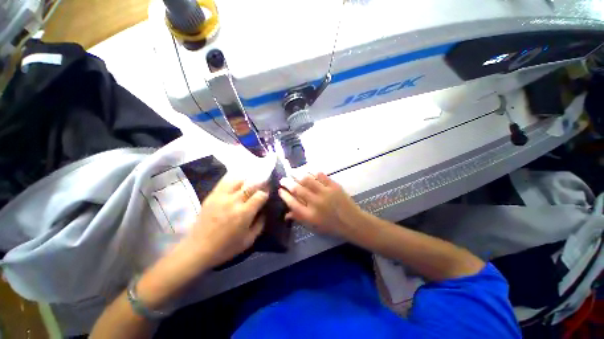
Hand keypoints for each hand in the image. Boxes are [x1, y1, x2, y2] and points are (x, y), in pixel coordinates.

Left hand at [185, 177, 268, 267]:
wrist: (197, 249)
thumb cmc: (225, 247)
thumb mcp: (249, 241)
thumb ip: (260, 224)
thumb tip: (264, 211)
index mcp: (244, 213)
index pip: (260, 195)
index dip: (266, 193)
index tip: (267, 195)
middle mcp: (234, 201)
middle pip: (252, 185)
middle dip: (260, 184)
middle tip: (263, 187)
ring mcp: (221, 196)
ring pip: (239, 180)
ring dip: (247, 182)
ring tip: (249, 187)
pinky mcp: (212, 195)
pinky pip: (225, 181)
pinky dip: (234, 181)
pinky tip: (237, 185)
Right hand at [278, 172, 362, 239]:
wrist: (352, 221)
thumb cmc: (331, 226)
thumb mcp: (314, 226)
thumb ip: (299, 218)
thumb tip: (286, 214)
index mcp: (310, 215)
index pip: (292, 203)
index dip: (284, 196)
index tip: (280, 190)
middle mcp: (316, 203)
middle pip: (297, 189)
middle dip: (287, 183)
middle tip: (283, 179)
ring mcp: (325, 193)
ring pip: (307, 180)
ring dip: (297, 174)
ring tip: (292, 172)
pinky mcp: (334, 186)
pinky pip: (321, 176)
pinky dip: (312, 172)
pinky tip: (308, 170)